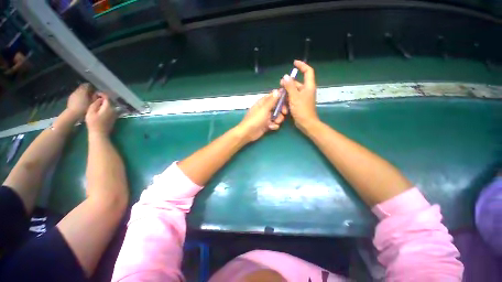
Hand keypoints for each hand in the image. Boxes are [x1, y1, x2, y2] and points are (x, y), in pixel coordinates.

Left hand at [67, 83, 95, 118]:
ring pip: (79, 91)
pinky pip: (76, 94)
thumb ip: (95, 97)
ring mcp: (73, 94)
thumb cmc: (84, 108)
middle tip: (92, 94)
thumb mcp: (93, 103)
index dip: (92, 87)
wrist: (73, 113)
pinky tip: (82, 101)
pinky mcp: (70, 98)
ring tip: (87, 98)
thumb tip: (97, 94)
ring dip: (83, 93)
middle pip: (83, 87)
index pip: (88, 85)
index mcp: (83, 90)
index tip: (95, 90)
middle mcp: (78, 90)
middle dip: (87, 90)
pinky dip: (79, 96)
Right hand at [85, 94, 116, 135]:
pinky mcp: (114, 118)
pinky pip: (111, 110)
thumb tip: (99, 99)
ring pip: (111, 105)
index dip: (102, 94)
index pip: (107, 98)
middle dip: (104, 98)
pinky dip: (107, 107)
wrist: (100, 133)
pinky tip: (101, 108)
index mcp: (109, 107)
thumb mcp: (91, 111)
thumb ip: (96, 103)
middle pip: (110, 101)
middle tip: (96, 97)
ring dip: (105, 103)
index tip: (96, 93)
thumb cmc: (93, 122)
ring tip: (97, 102)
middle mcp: (114, 110)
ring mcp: (115, 114)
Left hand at [237, 90, 286, 142]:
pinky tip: (271, 128)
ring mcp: (266, 117)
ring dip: (278, 119)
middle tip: (284, 113)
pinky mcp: (267, 125)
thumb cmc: (255, 119)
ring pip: (277, 116)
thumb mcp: (264, 109)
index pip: (273, 96)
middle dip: (281, 110)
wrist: (248, 133)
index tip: (287, 99)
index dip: (280, 97)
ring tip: (275, 122)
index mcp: (263, 102)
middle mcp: (265, 109)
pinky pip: (274, 124)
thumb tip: (277, 90)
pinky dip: (274, 126)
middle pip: (277, 107)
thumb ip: (272, 100)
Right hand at [280, 60, 318, 132]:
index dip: (302, 65)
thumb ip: (290, 86)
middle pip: (297, 83)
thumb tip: (285, 76)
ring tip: (280, 96)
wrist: (306, 123)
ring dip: (286, 93)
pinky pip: (292, 98)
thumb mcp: (294, 97)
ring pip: (293, 91)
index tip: (294, 63)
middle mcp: (306, 90)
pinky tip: (282, 103)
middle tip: (280, 85)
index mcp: (308, 86)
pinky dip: (287, 99)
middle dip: (288, 83)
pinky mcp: (299, 103)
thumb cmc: (302, 109)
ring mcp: (302, 97)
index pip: (308, 71)